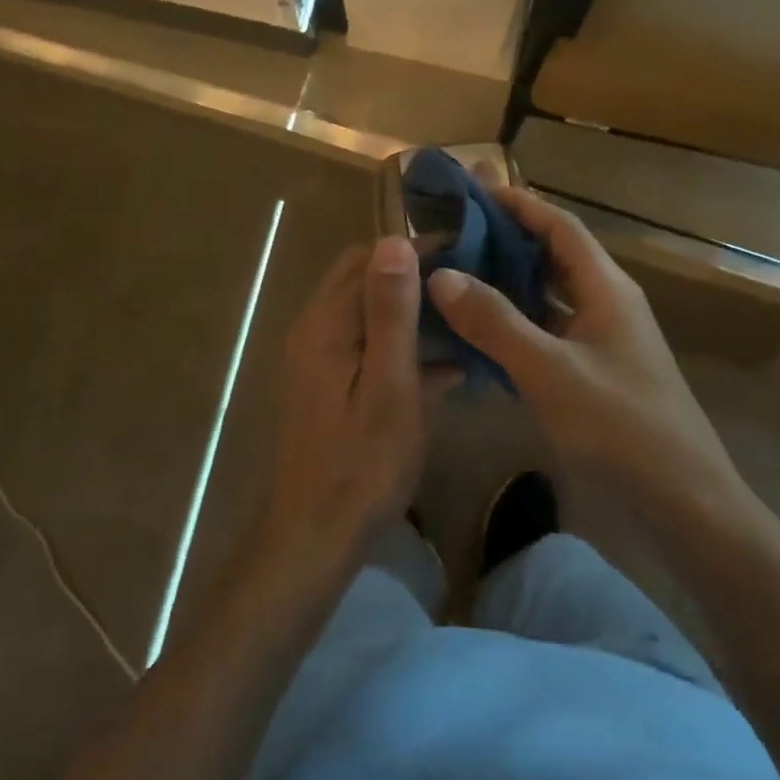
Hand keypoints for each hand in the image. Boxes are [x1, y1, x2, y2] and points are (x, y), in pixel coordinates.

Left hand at [256, 236, 431, 585]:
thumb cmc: (362, 465)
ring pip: (368, 314)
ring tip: (464, 319)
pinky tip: (447, 369)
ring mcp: (318, 360)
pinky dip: (401, 347)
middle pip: (364, 280)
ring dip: (411, 311)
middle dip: (413, 274)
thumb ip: (391, 313)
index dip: (416, 249)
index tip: (465, 252)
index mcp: (326, 324)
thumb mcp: (389, 386)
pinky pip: (367, 348)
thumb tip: (394, 240)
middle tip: (465, 282)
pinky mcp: (328, 386)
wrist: (314, 538)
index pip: (370, 259)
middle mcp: (315, 331)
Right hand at [426, 188, 743, 511]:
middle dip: (507, 238)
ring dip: (509, 281)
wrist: (684, 502)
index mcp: (605, 287)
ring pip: (549, 294)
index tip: (473, 190)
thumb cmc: (620, 425)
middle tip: (456, 229)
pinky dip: (516, 322)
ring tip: (458, 272)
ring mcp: (603, 338)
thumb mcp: (549, 370)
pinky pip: (549, 330)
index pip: (559, 225)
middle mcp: (606, 302)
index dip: (519, 203)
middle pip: (553, 254)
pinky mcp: (595, 370)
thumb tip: (441, 275)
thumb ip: (495, 322)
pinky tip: (481, 331)